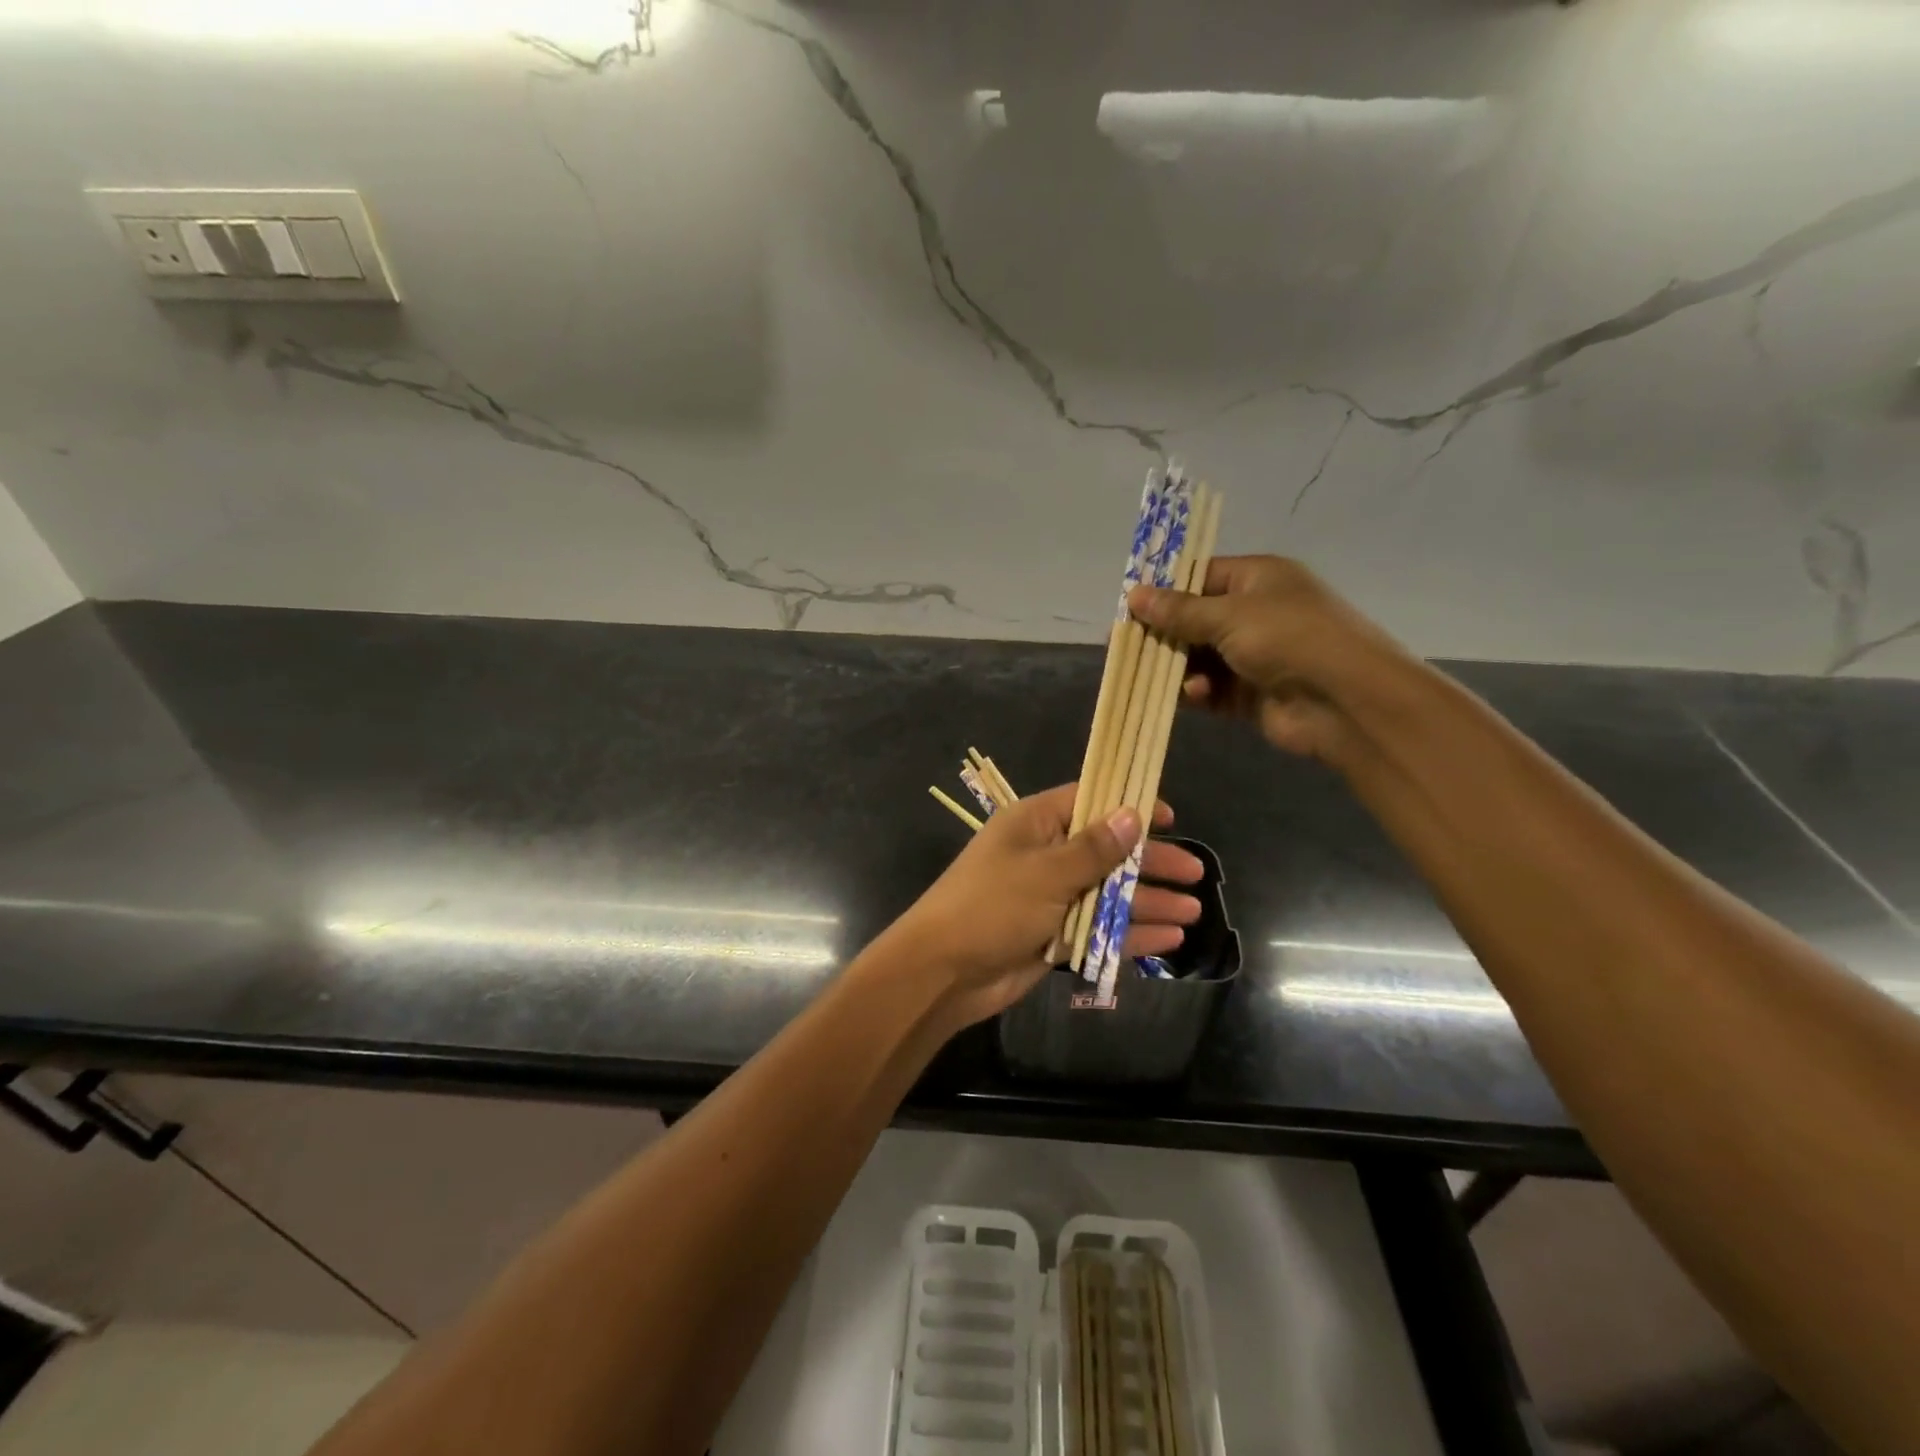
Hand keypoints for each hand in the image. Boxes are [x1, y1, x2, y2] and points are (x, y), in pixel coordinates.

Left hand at [885, 784, 1204, 1030]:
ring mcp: (1050, 897)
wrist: (943, 971)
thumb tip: (1133, 814)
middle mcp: (1045, 855)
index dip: (1129, 805)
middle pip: (1107, 851)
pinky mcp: (1054, 935)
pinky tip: (1167, 939)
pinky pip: (1098, 928)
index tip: (1169, 816)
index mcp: (1035, 823)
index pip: (1089, 801)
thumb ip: (1093, 848)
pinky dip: (1129, 933)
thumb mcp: (1046, 872)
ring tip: (1193, 911)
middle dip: (1150, 861)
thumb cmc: (991, 906)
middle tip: (1196, 872)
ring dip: (1147, 901)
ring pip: (1108, 893)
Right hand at [1129, 555, 1421, 765]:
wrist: (1345, 701)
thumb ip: (1179, 610)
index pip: (1200, 576)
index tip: (1129, 606)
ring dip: (1179, 667)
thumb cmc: (1289, 638)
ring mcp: (1253, 656)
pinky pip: (1211, 689)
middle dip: (1163, 634)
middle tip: (1126, 647)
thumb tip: (1133, 595)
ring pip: (1198, 658)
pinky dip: (1197, 692)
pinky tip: (1195, 696)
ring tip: (1158, 676)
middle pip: (1194, 620)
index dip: (1164, 590)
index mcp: (1257, 579)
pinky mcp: (1250, 694)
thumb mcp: (1229, 615)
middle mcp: (1255, 614)